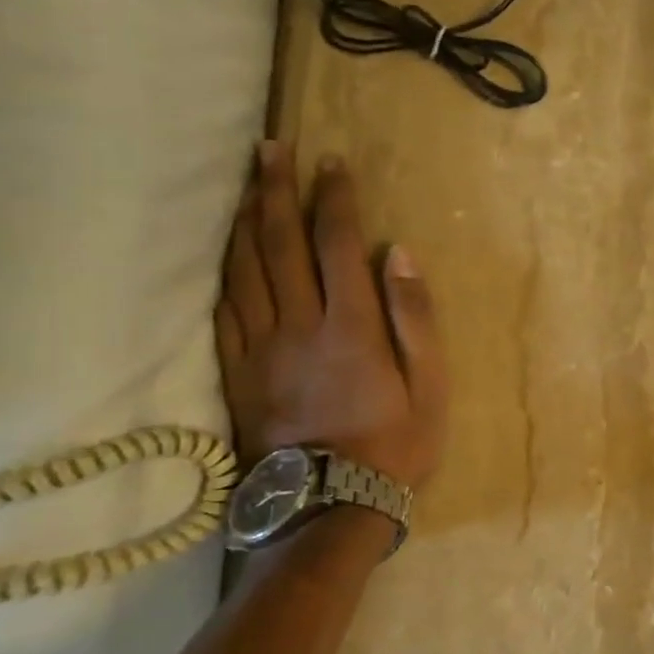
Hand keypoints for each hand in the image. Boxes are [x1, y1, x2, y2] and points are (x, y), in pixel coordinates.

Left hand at [216, 142, 446, 488]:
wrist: (330, 505)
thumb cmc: (395, 445)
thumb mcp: (431, 386)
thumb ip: (415, 319)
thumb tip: (400, 255)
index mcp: (350, 326)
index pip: (337, 245)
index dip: (333, 198)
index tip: (331, 162)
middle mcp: (298, 326)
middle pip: (279, 244)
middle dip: (275, 190)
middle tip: (270, 148)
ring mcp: (259, 349)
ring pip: (242, 270)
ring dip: (243, 220)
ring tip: (245, 184)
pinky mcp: (235, 373)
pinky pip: (222, 311)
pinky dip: (223, 271)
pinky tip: (225, 251)